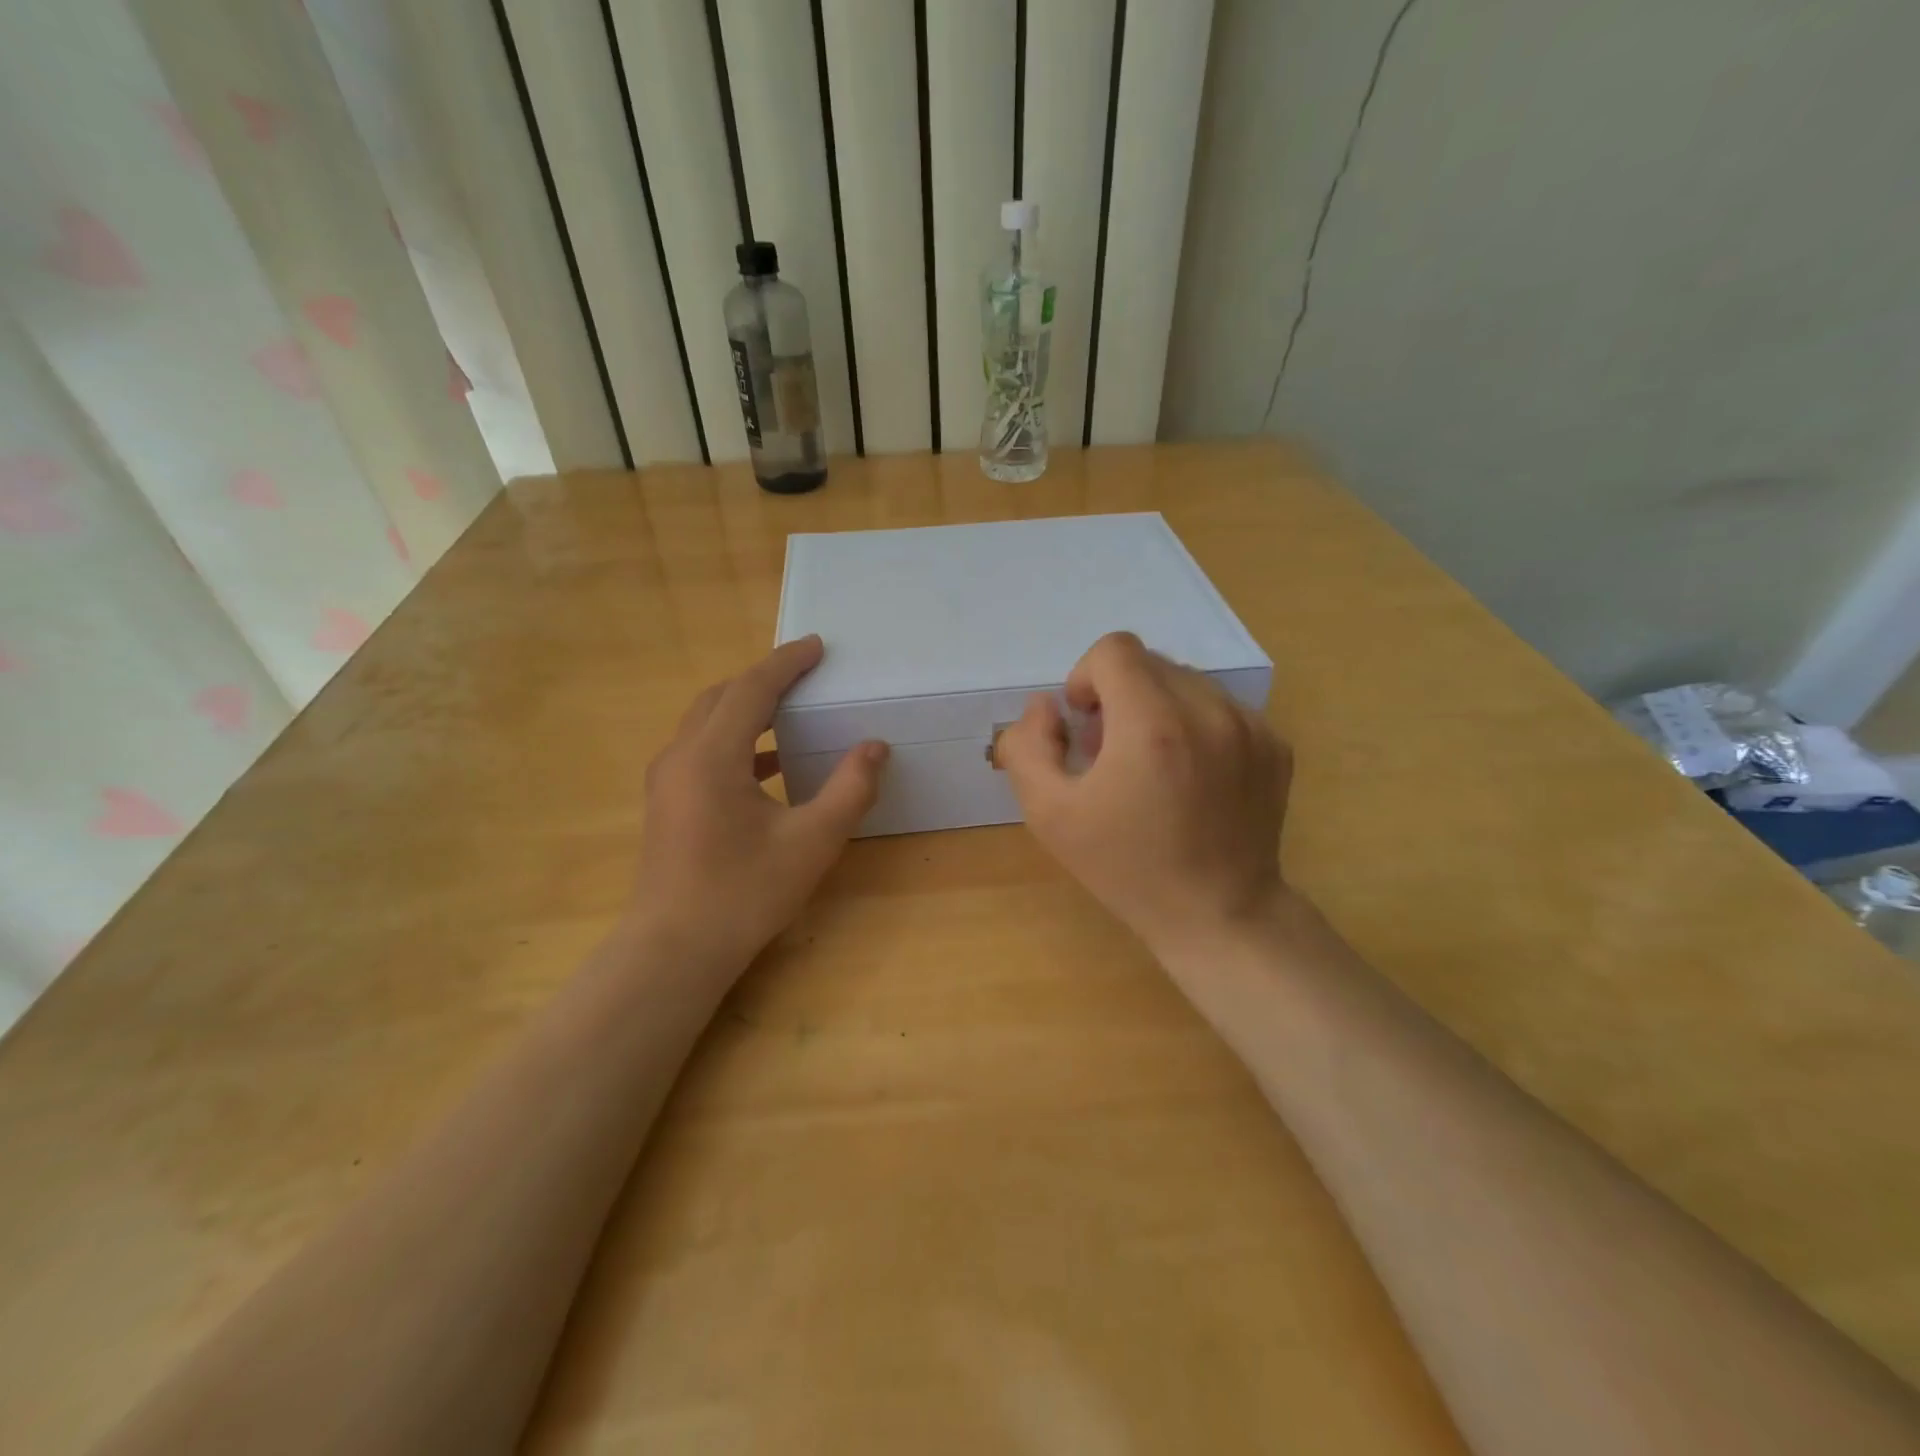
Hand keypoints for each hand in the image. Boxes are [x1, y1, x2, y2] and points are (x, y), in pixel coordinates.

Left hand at [629, 636, 887, 972]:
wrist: (675, 950)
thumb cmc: (744, 894)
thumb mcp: (812, 842)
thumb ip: (850, 789)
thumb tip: (874, 747)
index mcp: (712, 755)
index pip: (751, 689)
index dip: (786, 663)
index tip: (817, 645)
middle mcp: (681, 756)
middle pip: (722, 696)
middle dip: (764, 678)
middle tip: (806, 672)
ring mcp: (667, 780)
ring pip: (707, 722)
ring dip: (747, 707)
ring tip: (791, 707)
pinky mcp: (667, 802)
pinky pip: (702, 749)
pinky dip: (736, 740)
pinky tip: (770, 763)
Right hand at [997, 632, 1290, 963]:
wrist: (1218, 914)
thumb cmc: (1126, 867)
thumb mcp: (1049, 814)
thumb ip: (1028, 747)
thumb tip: (1045, 705)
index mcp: (1151, 724)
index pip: (1115, 650)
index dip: (1086, 677)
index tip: (1084, 722)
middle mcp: (1209, 711)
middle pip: (1151, 662)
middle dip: (1120, 695)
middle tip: (1111, 752)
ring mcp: (1250, 726)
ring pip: (1188, 682)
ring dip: (1159, 707)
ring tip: (1153, 764)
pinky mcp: (1275, 745)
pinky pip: (1222, 708)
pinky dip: (1196, 726)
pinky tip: (1192, 778)